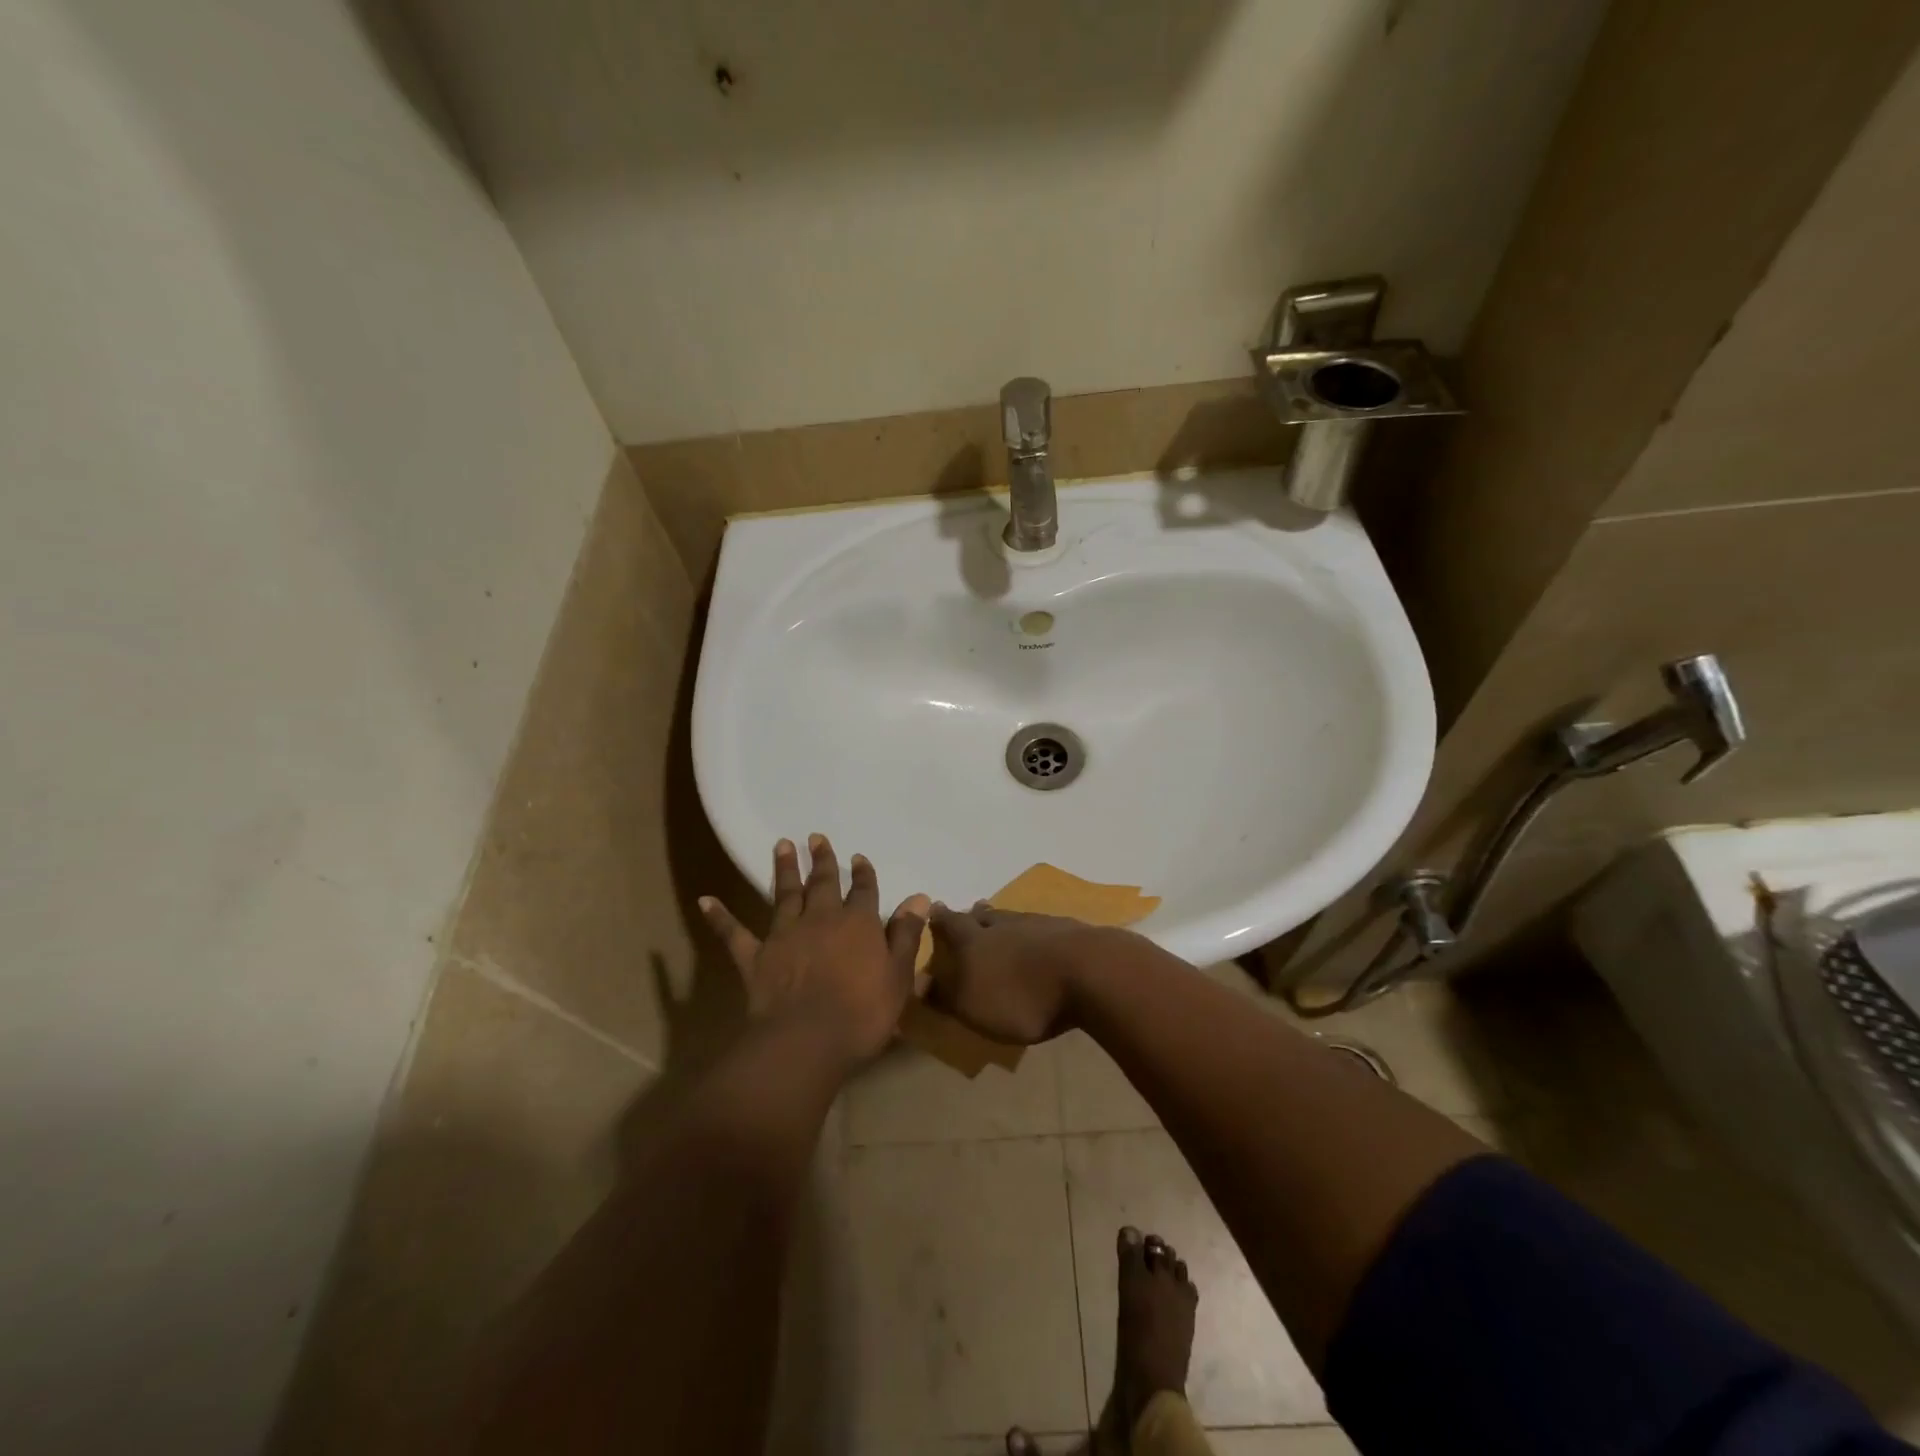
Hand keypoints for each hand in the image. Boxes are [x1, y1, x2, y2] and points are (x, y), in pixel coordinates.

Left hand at [700, 835, 928, 1064]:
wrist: (806, 1041)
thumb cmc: (862, 1013)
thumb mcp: (898, 976)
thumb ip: (906, 935)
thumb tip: (918, 897)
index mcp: (858, 923)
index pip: (864, 890)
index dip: (863, 874)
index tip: (859, 858)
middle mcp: (820, 919)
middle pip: (822, 883)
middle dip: (822, 860)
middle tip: (816, 837)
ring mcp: (784, 935)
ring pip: (784, 895)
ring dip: (784, 870)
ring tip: (782, 845)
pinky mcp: (755, 957)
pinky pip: (734, 933)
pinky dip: (720, 917)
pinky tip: (705, 900)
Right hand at [925, 901, 1123, 1044]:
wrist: (1088, 974)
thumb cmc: (1022, 996)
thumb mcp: (973, 1006)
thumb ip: (946, 994)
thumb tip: (918, 981)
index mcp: (975, 941)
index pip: (951, 924)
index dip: (940, 919)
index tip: (933, 908)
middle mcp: (1004, 926)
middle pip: (985, 917)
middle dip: (974, 916)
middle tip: (969, 912)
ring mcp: (1040, 925)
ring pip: (1015, 919)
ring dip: (1005, 921)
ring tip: (1001, 922)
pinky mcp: (1071, 932)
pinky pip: (1045, 928)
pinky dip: (1037, 931)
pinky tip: (1043, 936)